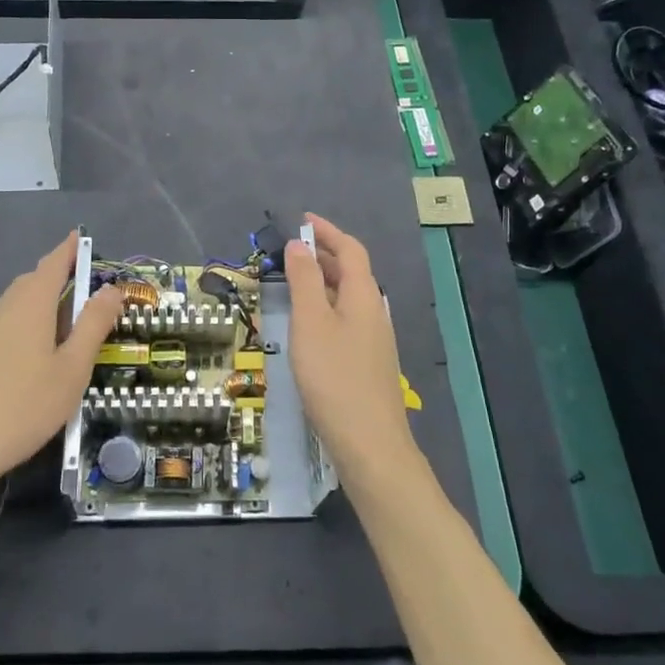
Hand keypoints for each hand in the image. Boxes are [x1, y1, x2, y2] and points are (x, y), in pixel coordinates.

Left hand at [0, 231, 124, 515]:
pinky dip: (19, 334)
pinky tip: (25, 367)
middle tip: (83, 294)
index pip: (53, 263)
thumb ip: (93, 326)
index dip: (69, 249)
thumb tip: (110, 289)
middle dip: (56, 281)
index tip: (82, 238)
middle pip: (31, 284)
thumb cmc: (20, 408)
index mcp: (30, 305)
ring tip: (60, 333)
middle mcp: (0, 310)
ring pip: (13, 310)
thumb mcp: (71, 370)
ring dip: (38, 311)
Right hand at [285, 212, 418, 496]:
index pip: (350, 250)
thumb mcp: (311, 322)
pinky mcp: (367, 363)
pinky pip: (345, 320)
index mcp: (363, 295)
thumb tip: (300, 245)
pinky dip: (325, 308)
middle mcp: (374, 311)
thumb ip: (304, 280)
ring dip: (322, 282)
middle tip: (290, 251)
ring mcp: (374, 339)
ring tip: (292, 283)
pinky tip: (307, 326)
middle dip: (323, 255)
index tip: (302, 220)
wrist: (370, 444)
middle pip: (351, 272)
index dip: (328, 231)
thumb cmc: (334, 377)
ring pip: (347, 298)